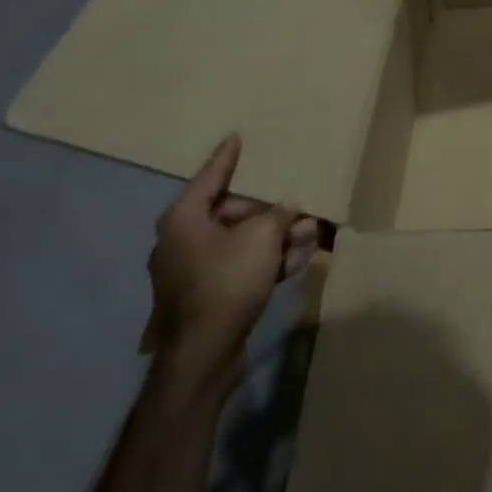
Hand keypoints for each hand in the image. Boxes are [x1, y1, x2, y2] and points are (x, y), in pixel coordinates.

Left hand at [146, 135, 319, 395]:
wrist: (204, 354)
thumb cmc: (227, 282)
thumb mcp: (262, 238)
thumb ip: (278, 215)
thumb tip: (287, 208)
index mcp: (184, 219)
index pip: (210, 177)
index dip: (226, 158)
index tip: (236, 137)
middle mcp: (182, 240)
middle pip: (233, 213)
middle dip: (272, 213)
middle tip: (302, 212)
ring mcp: (192, 271)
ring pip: (242, 242)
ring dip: (276, 239)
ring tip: (309, 237)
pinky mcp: (207, 296)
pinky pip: (240, 267)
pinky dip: (266, 262)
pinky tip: (297, 263)